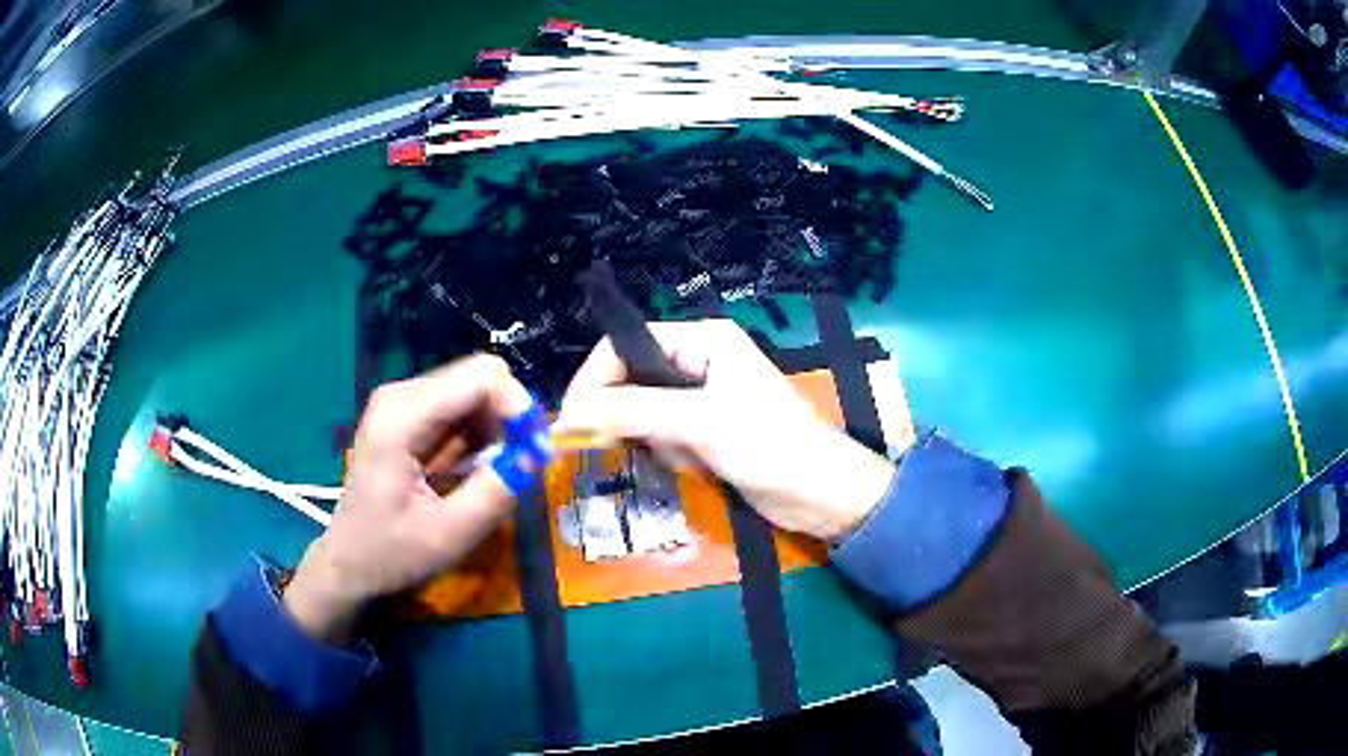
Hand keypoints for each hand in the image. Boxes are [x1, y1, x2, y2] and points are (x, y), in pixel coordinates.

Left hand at [284, 354, 532, 643]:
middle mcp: (402, 395)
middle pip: (478, 378)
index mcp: (402, 416)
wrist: (349, 563)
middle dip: (509, 418)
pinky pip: (460, 409)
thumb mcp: (449, 534)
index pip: (480, 376)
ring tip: (498, 473)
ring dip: (497, 430)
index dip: (517, 406)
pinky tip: (475, 470)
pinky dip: (479, 437)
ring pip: (473, 393)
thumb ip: (496, 491)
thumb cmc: (391, 553)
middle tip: (525, 463)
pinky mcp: (409, 417)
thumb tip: (542, 452)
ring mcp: (404, 403)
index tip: (537, 449)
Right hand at [558, 320, 897, 541]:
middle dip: (628, 418)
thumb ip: (633, 411)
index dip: (594, 381)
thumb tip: (568, 413)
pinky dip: (671, 458)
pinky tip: (699, 470)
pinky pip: (664, 440)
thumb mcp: (700, 422)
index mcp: (703, 340)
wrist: (821, 495)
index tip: (570, 421)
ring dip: (656, 444)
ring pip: (643, 416)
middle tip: (620, 448)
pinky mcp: (705, 433)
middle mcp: (698, 362)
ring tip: (688, 459)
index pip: (626, 347)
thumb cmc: (770, 445)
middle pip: (631, 381)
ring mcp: (701, 400)